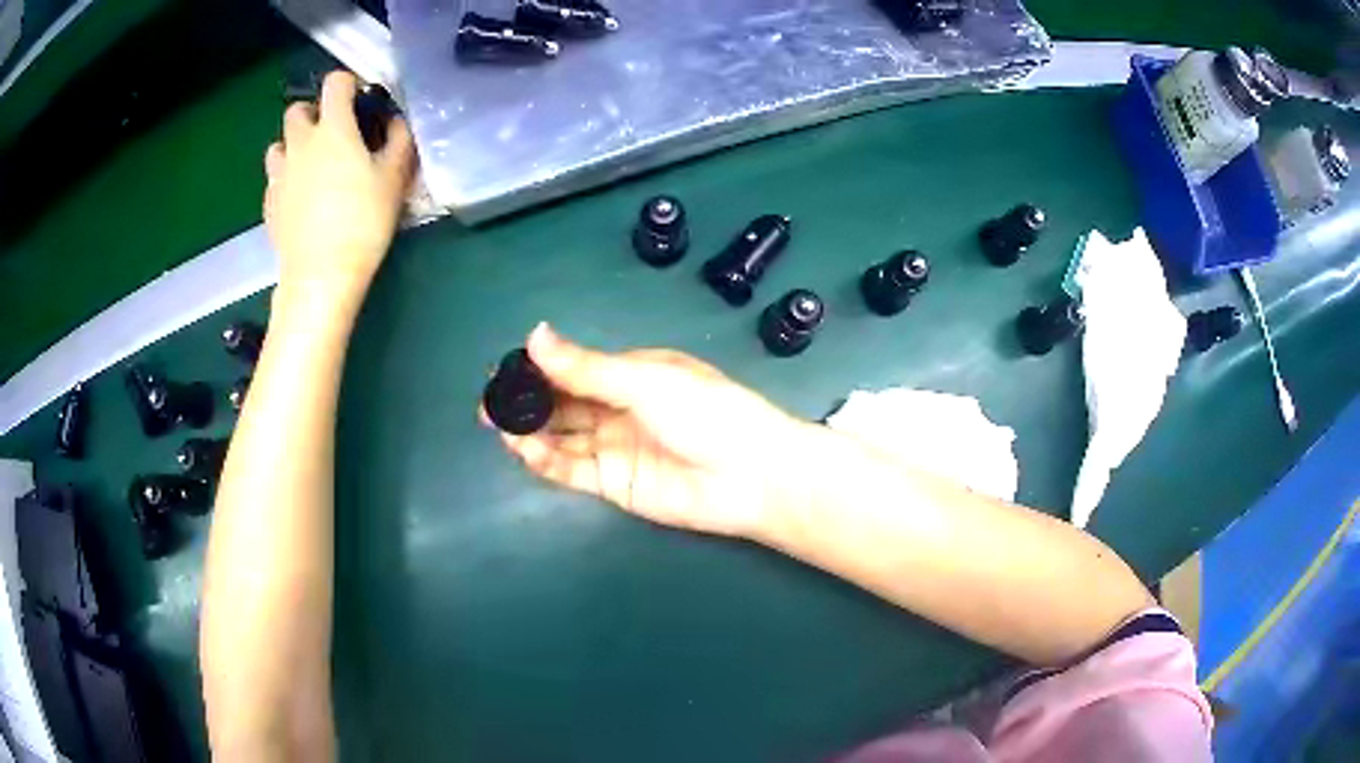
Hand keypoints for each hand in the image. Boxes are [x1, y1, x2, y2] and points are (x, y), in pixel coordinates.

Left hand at [264, 71, 415, 299]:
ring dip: (293, 146)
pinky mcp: (269, 204)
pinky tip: (301, 199)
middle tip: (331, 135)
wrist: (321, 276)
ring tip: (310, 167)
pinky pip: (274, 180)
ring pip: (278, 145)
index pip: (335, 83)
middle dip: (313, 113)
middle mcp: (299, 144)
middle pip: (296, 110)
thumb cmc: (362, 222)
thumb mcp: (394, 179)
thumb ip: (399, 141)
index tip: (360, 101)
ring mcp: (279, 175)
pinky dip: (286, 180)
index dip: (348, 84)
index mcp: (332, 129)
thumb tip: (395, 123)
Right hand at [490, 324, 815, 539]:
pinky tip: (523, 448)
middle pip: (563, 403)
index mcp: (632, 373)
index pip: (575, 368)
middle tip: (489, 403)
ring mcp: (615, 447)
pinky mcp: (614, 483)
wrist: (750, 476)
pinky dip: (545, 459)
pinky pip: (571, 468)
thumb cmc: (706, 414)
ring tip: (498, 425)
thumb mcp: (644, 381)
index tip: (504, 370)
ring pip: (562, 435)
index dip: (539, 368)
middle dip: (527, 402)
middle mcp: (619, 408)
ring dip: (531, 430)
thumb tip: (534, 335)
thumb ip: (586, 367)